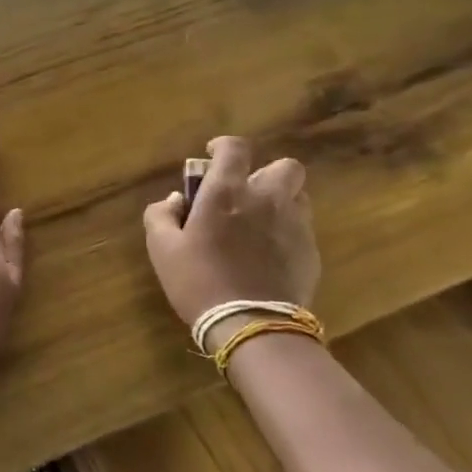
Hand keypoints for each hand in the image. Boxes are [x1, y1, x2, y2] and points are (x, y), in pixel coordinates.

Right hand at [142, 135, 319, 327]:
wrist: (251, 325)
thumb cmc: (198, 281)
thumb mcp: (162, 248)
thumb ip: (160, 215)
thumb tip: (174, 200)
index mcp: (226, 192)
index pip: (235, 148)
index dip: (223, 146)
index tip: (212, 156)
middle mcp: (266, 199)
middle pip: (284, 166)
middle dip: (266, 172)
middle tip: (245, 193)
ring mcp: (294, 224)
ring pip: (298, 196)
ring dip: (280, 200)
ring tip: (260, 221)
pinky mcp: (311, 251)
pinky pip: (302, 227)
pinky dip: (286, 230)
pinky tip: (268, 253)